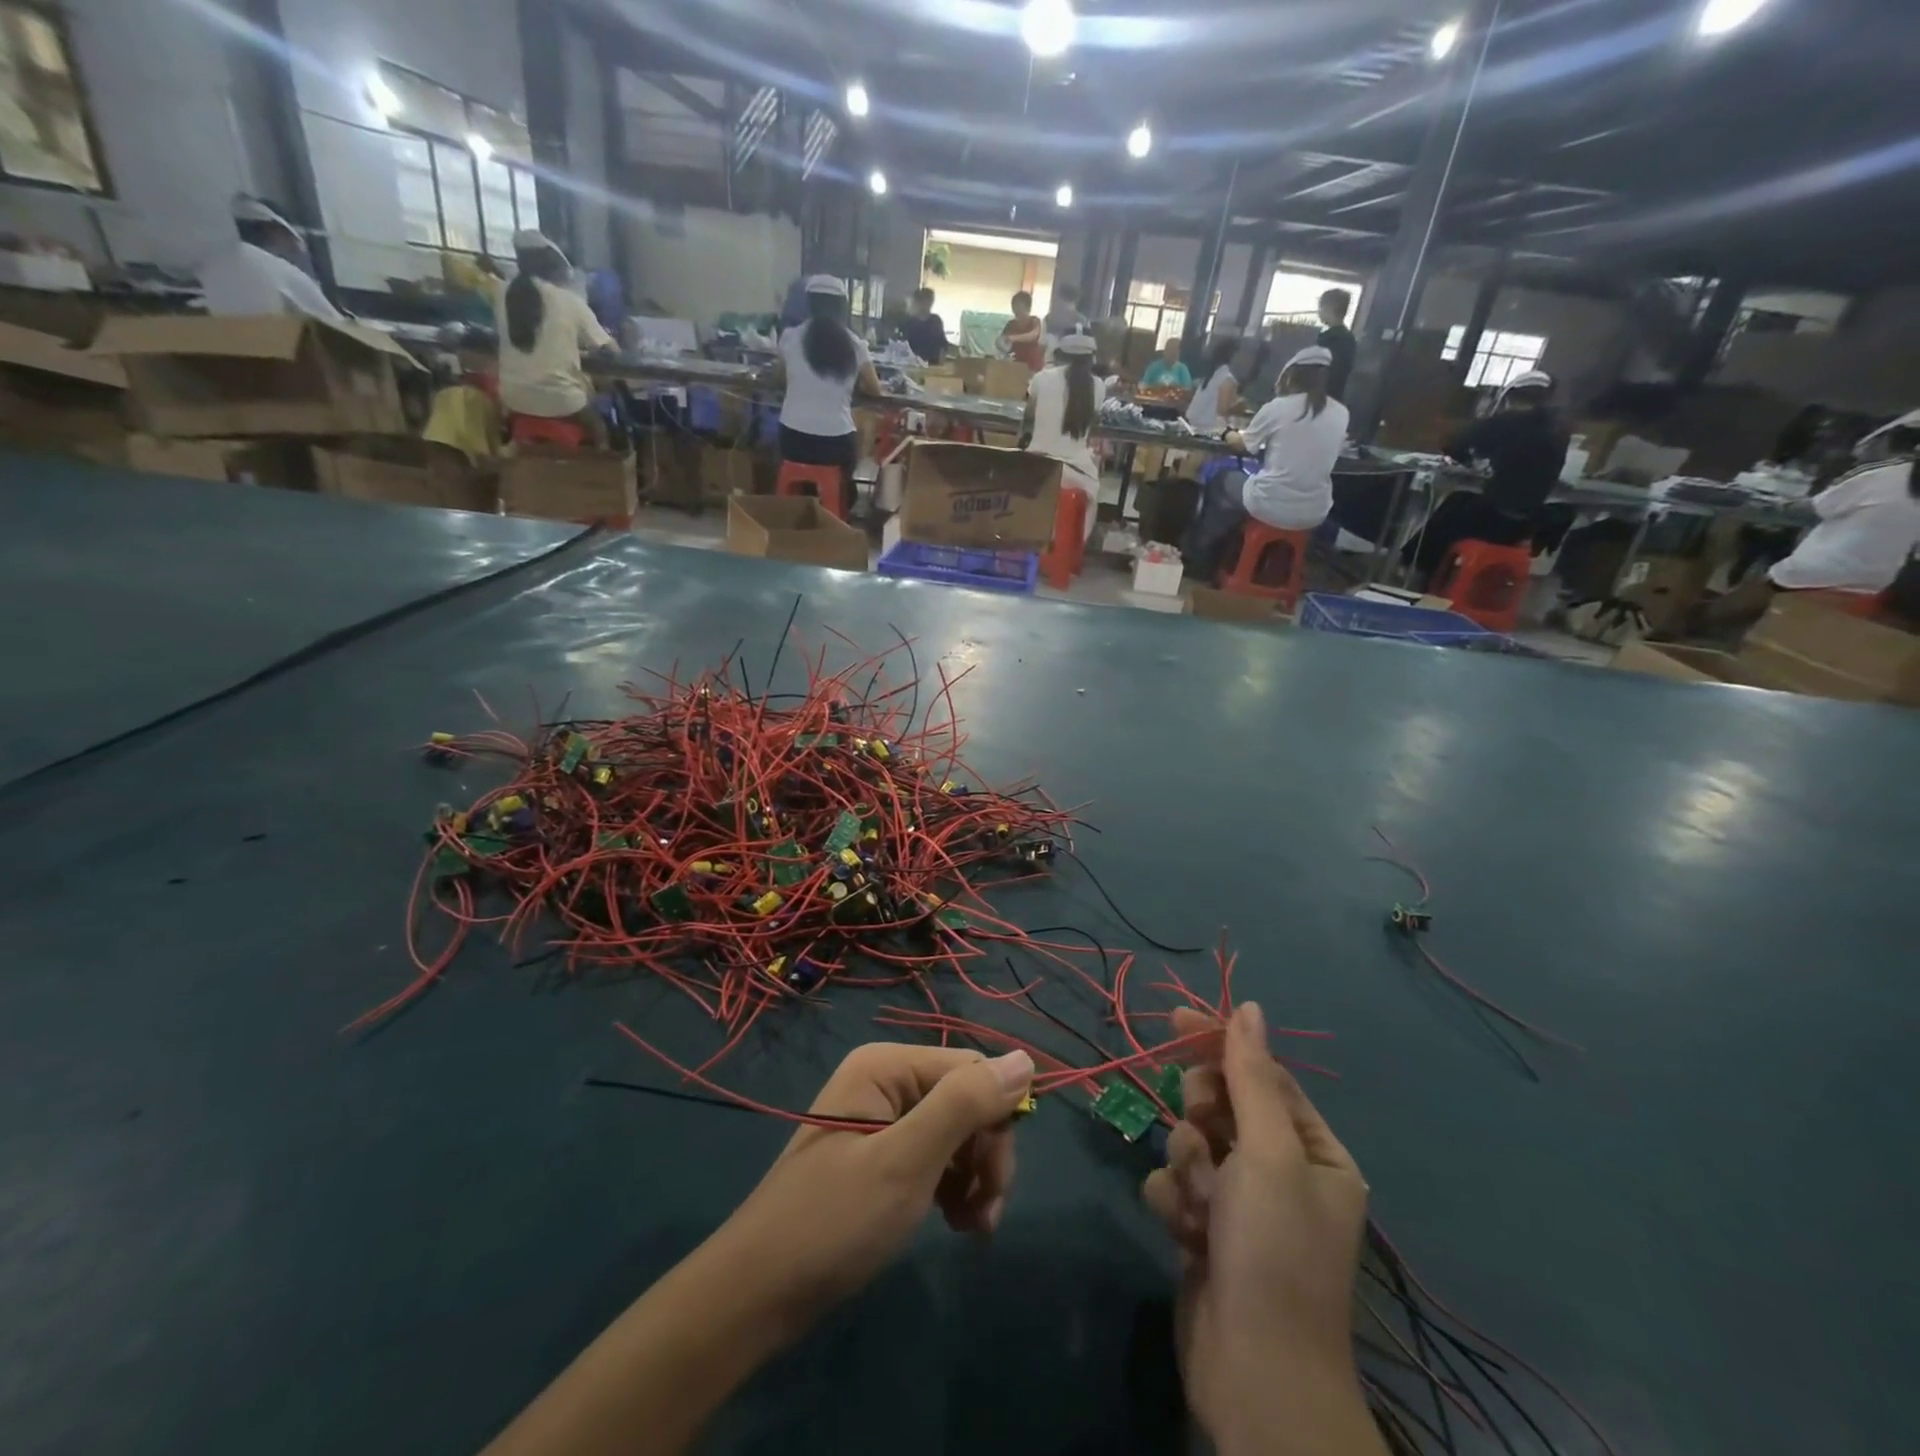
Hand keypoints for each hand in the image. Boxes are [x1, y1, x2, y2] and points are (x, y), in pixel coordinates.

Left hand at [709, 1044, 1034, 1335]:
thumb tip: (1025, 1059)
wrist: (757, 1295)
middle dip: (985, 1155)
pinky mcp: (879, 1153)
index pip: (971, 1069)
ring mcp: (880, 1117)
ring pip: (955, 1130)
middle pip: (965, 1099)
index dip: (996, 1120)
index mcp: (886, 1065)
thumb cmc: (833, 1223)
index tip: (997, 1185)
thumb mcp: (906, 1162)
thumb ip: (964, 1105)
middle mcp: (885, 1079)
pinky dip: (953, 1186)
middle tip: (986, 1215)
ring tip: (973, 1228)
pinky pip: (934, 1154)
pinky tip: (956, 1222)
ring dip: (974, 1176)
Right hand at [1143, 1003, 1379, 1455]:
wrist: (1253, 1372)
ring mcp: (1241, 1203)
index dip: (1219, 1044)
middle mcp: (1281, 1173)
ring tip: (1202, 1208)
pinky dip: (1176, 1203)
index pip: (1262, 1075)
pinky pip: (1175, 1185)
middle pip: (1221, 1106)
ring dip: (1188, 1168)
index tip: (1174, 1021)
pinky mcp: (1205, 1230)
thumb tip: (1250, 1008)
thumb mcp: (1268, 1151)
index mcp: (1315, 1152)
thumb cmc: (1274, 1248)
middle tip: (1202, 1137)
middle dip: (1202, 1117)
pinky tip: (1187, 1235)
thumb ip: (1251, 1075)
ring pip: (1190, 1143)